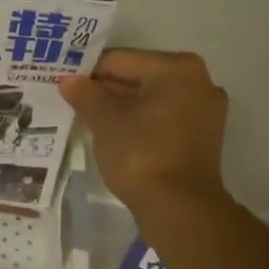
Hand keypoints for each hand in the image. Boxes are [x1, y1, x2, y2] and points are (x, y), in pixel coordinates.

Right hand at [58, 49, 228, 214]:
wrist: (180, 207)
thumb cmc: (141, 154)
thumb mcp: (105, 122)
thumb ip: (86, 95)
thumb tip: (68, 80)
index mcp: (176, 68)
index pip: (120, 60)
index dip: (88, 72)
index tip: (63, 83)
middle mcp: (198, 81)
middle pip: (138, 77)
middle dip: (105, 89)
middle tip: (71, 100)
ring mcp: (205, 110)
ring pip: (150, 99)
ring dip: (121, 107)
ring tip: (88, 117)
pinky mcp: (202, 136)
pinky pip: (163, 118)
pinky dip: (139, 121)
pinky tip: (114, 134)